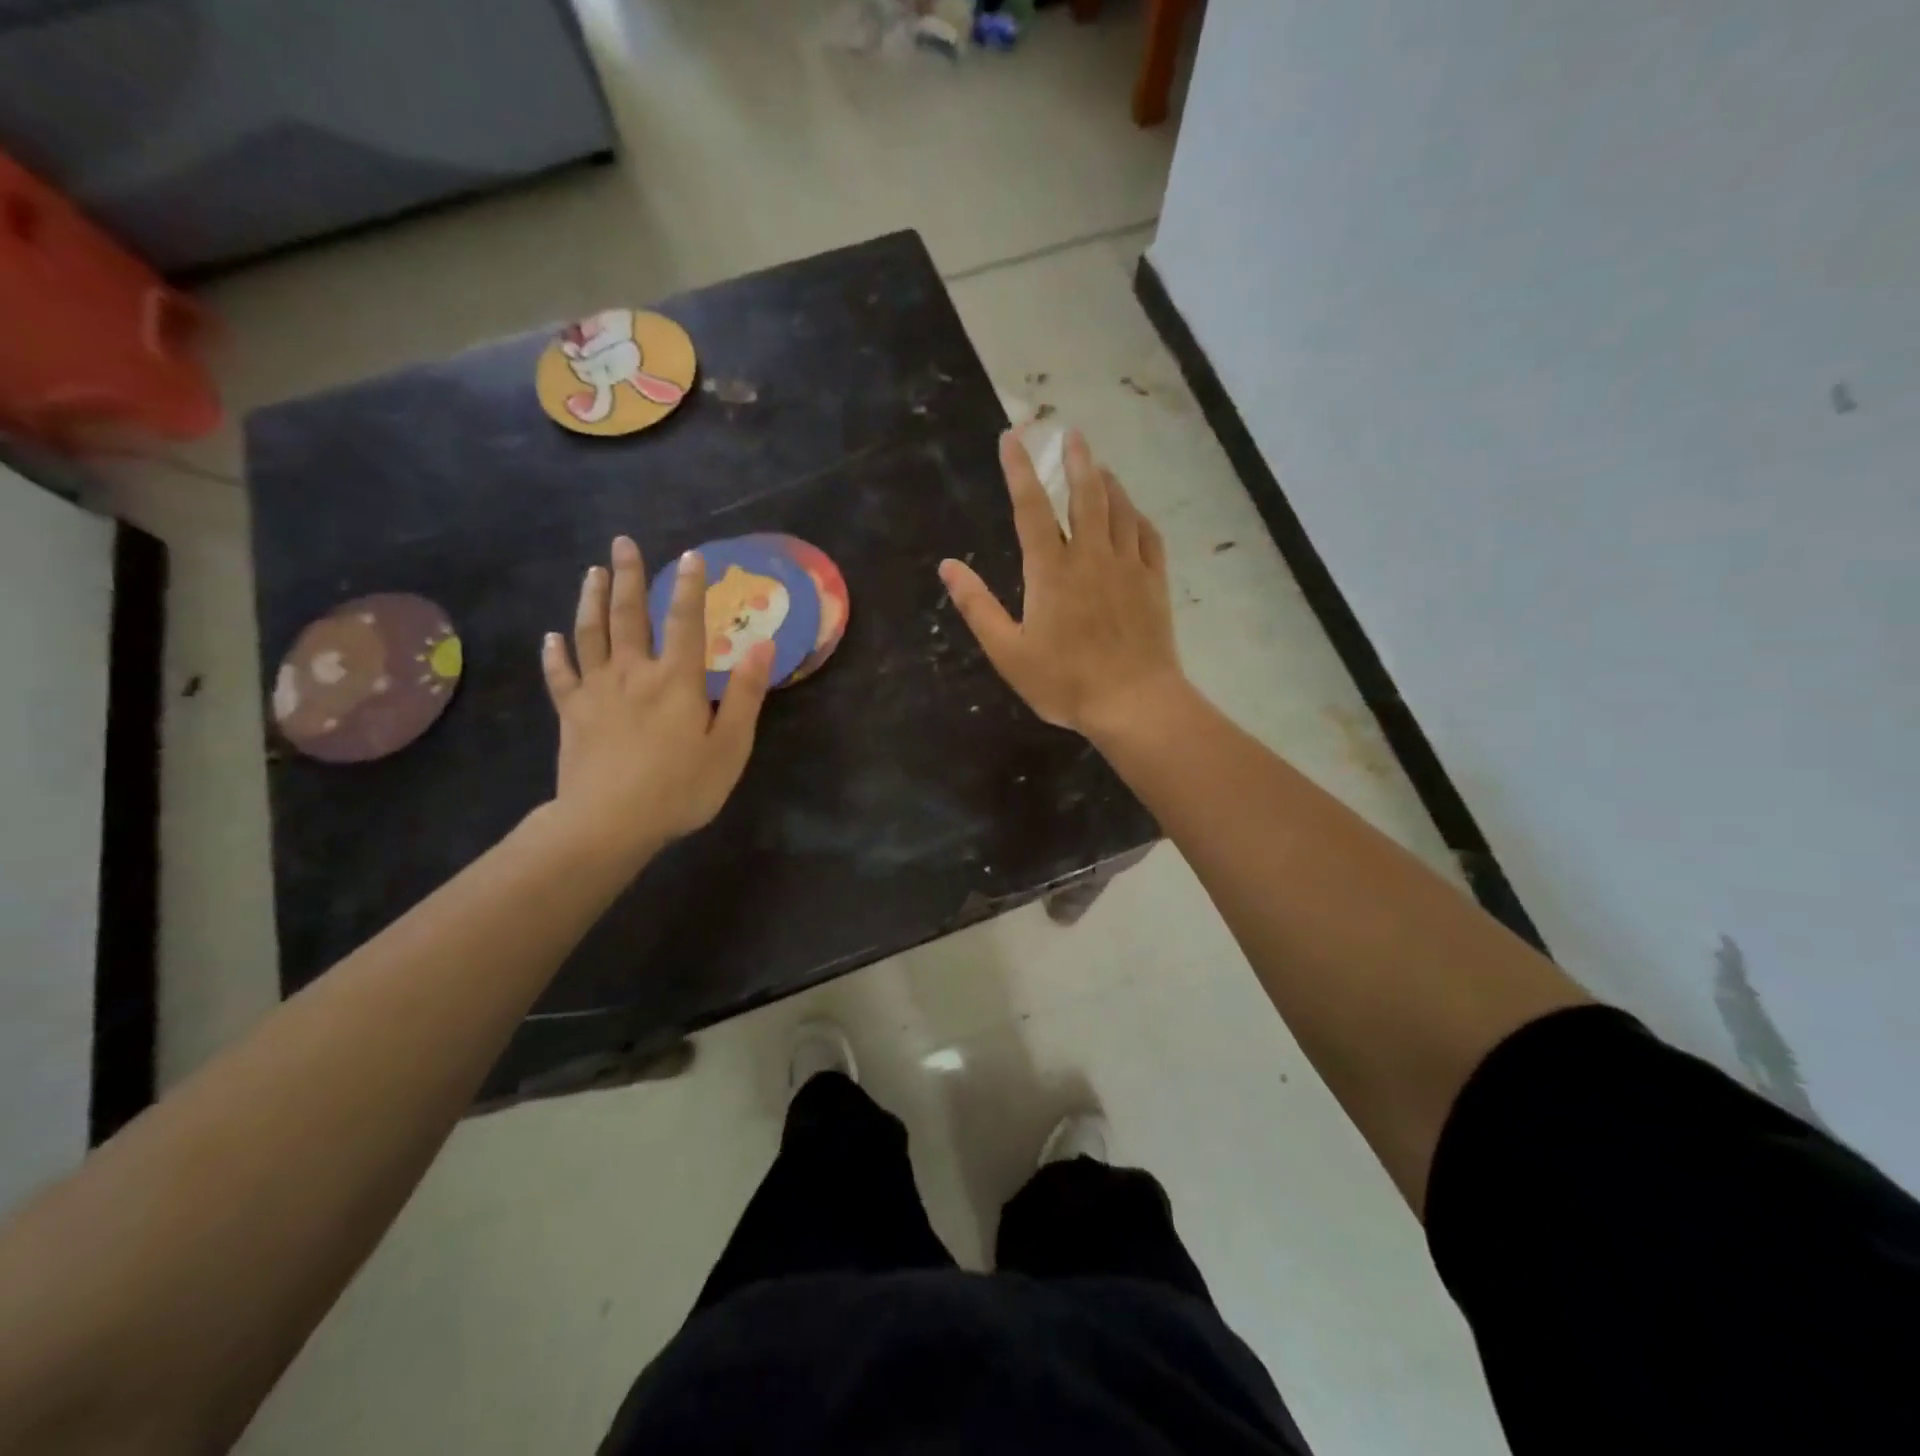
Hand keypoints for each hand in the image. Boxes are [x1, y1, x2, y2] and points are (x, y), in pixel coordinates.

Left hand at [541, 536, 772, 861]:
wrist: (610, 822)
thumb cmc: (681, 787)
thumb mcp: (730, 746)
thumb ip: (747, 694)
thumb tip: (763, 646)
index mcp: (676, 679)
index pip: (685, 620)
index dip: (690, 586)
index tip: (691, 555)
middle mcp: (634, 672)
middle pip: (628, 615)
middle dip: (628, 576)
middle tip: (623, 543)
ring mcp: (596, 690)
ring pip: (590, 634)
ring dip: (591, 599)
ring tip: (593, 572)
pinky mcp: (571, 713)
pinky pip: (560, 675)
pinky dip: (555, 653)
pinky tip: (552, 638)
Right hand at [940, 429, 1183, 737]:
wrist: (1133, 702)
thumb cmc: (1064, 681)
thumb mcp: (1007, 651)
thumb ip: (977, 606)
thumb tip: (947, 566)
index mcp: (1051, 571)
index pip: (1031, 507)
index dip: (1019, 470)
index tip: (1012, 438)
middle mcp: (1091, 556)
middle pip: (1085, 495)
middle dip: (1076, 460)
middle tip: (1072, 433)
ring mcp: (1127, 566)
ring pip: (1119, 509)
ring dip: (1107, 482)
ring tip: (1099, 465)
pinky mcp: (1153, 583)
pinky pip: (1147, 536)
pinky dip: (1138, 517)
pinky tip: (1134, 513)